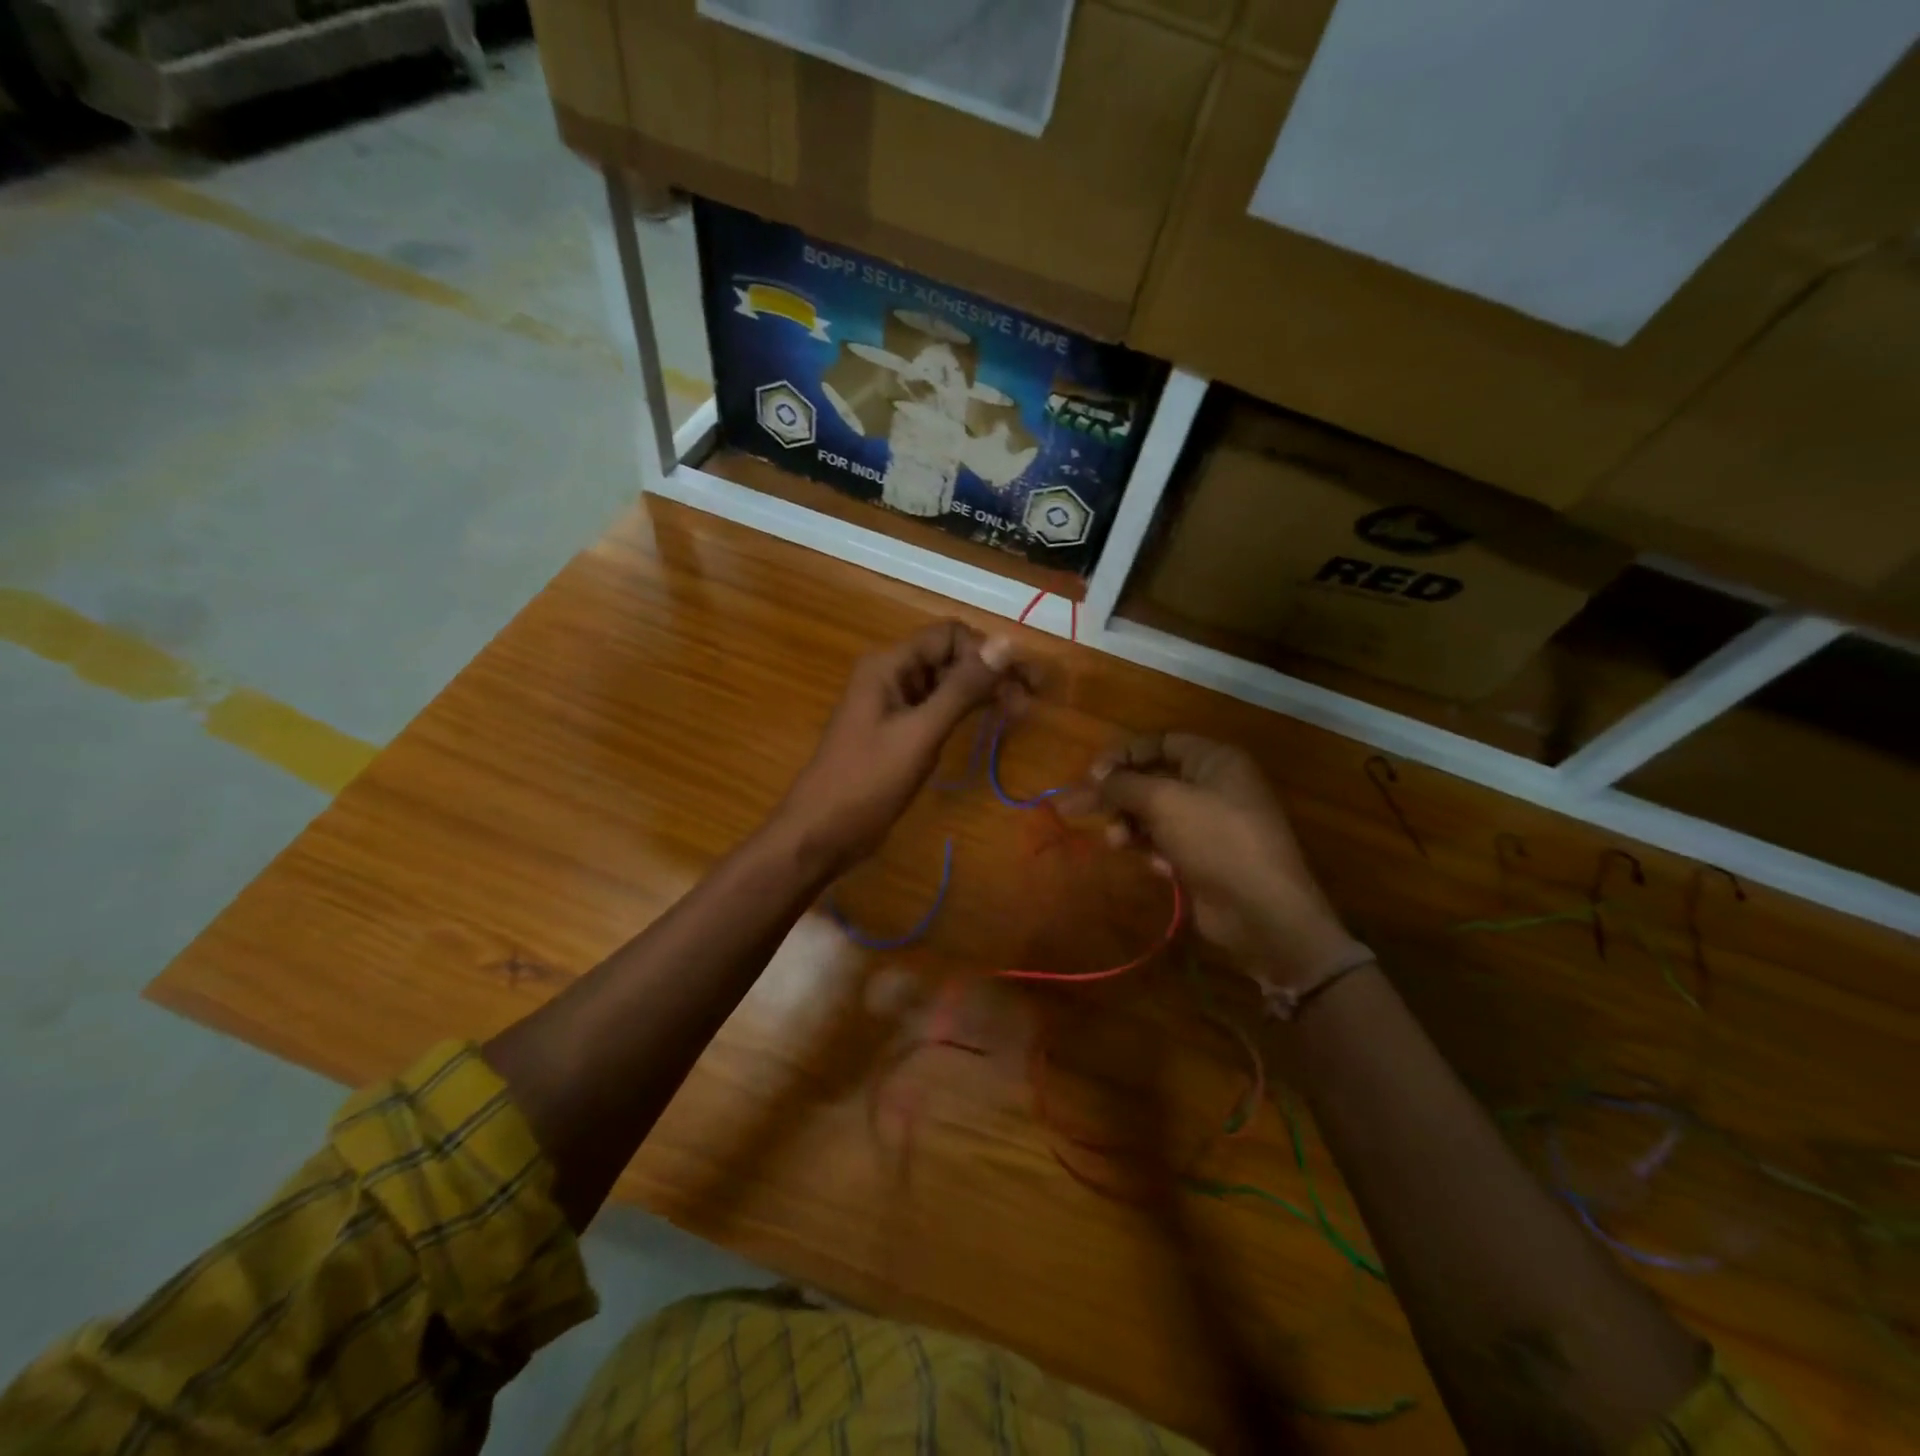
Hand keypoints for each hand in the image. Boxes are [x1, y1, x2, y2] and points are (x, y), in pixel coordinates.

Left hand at [774, 621, 1024, 876]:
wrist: (821, 832)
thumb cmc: (867, 782)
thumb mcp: (920, 733)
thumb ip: (963, 688)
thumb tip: (1006, 642)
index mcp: (889, 665)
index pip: (949, 635)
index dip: (987, 652)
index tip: (1022, 682)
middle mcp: (891, 675)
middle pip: (949, 657)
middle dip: (990, 672)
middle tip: (1030, 701)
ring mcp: (892, 704)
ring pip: (945, 684)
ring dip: (981, 693)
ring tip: (1018, 714)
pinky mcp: (897, 731)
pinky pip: (936, 709)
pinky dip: (963, 713)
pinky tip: (987, 726)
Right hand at [1069, 733, 1361, 985]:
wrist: (1263, 912)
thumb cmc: (1216, 840)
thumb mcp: (1164, 802)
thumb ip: (1123, 784)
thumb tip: (1095, 776)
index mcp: (1215, 760)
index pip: (1159, 743)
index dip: (1123, 756)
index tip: (1091, 776)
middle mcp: (1215, 786)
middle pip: (1152, 779)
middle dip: (1119, 796)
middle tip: (1080, 809)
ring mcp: (1211, 824)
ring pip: (1155, 814)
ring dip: (1130, 826)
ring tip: (1118, 843)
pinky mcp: (1205, 858)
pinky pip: (1167, 844)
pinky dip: (1154, 851)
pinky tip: (1157, 867)